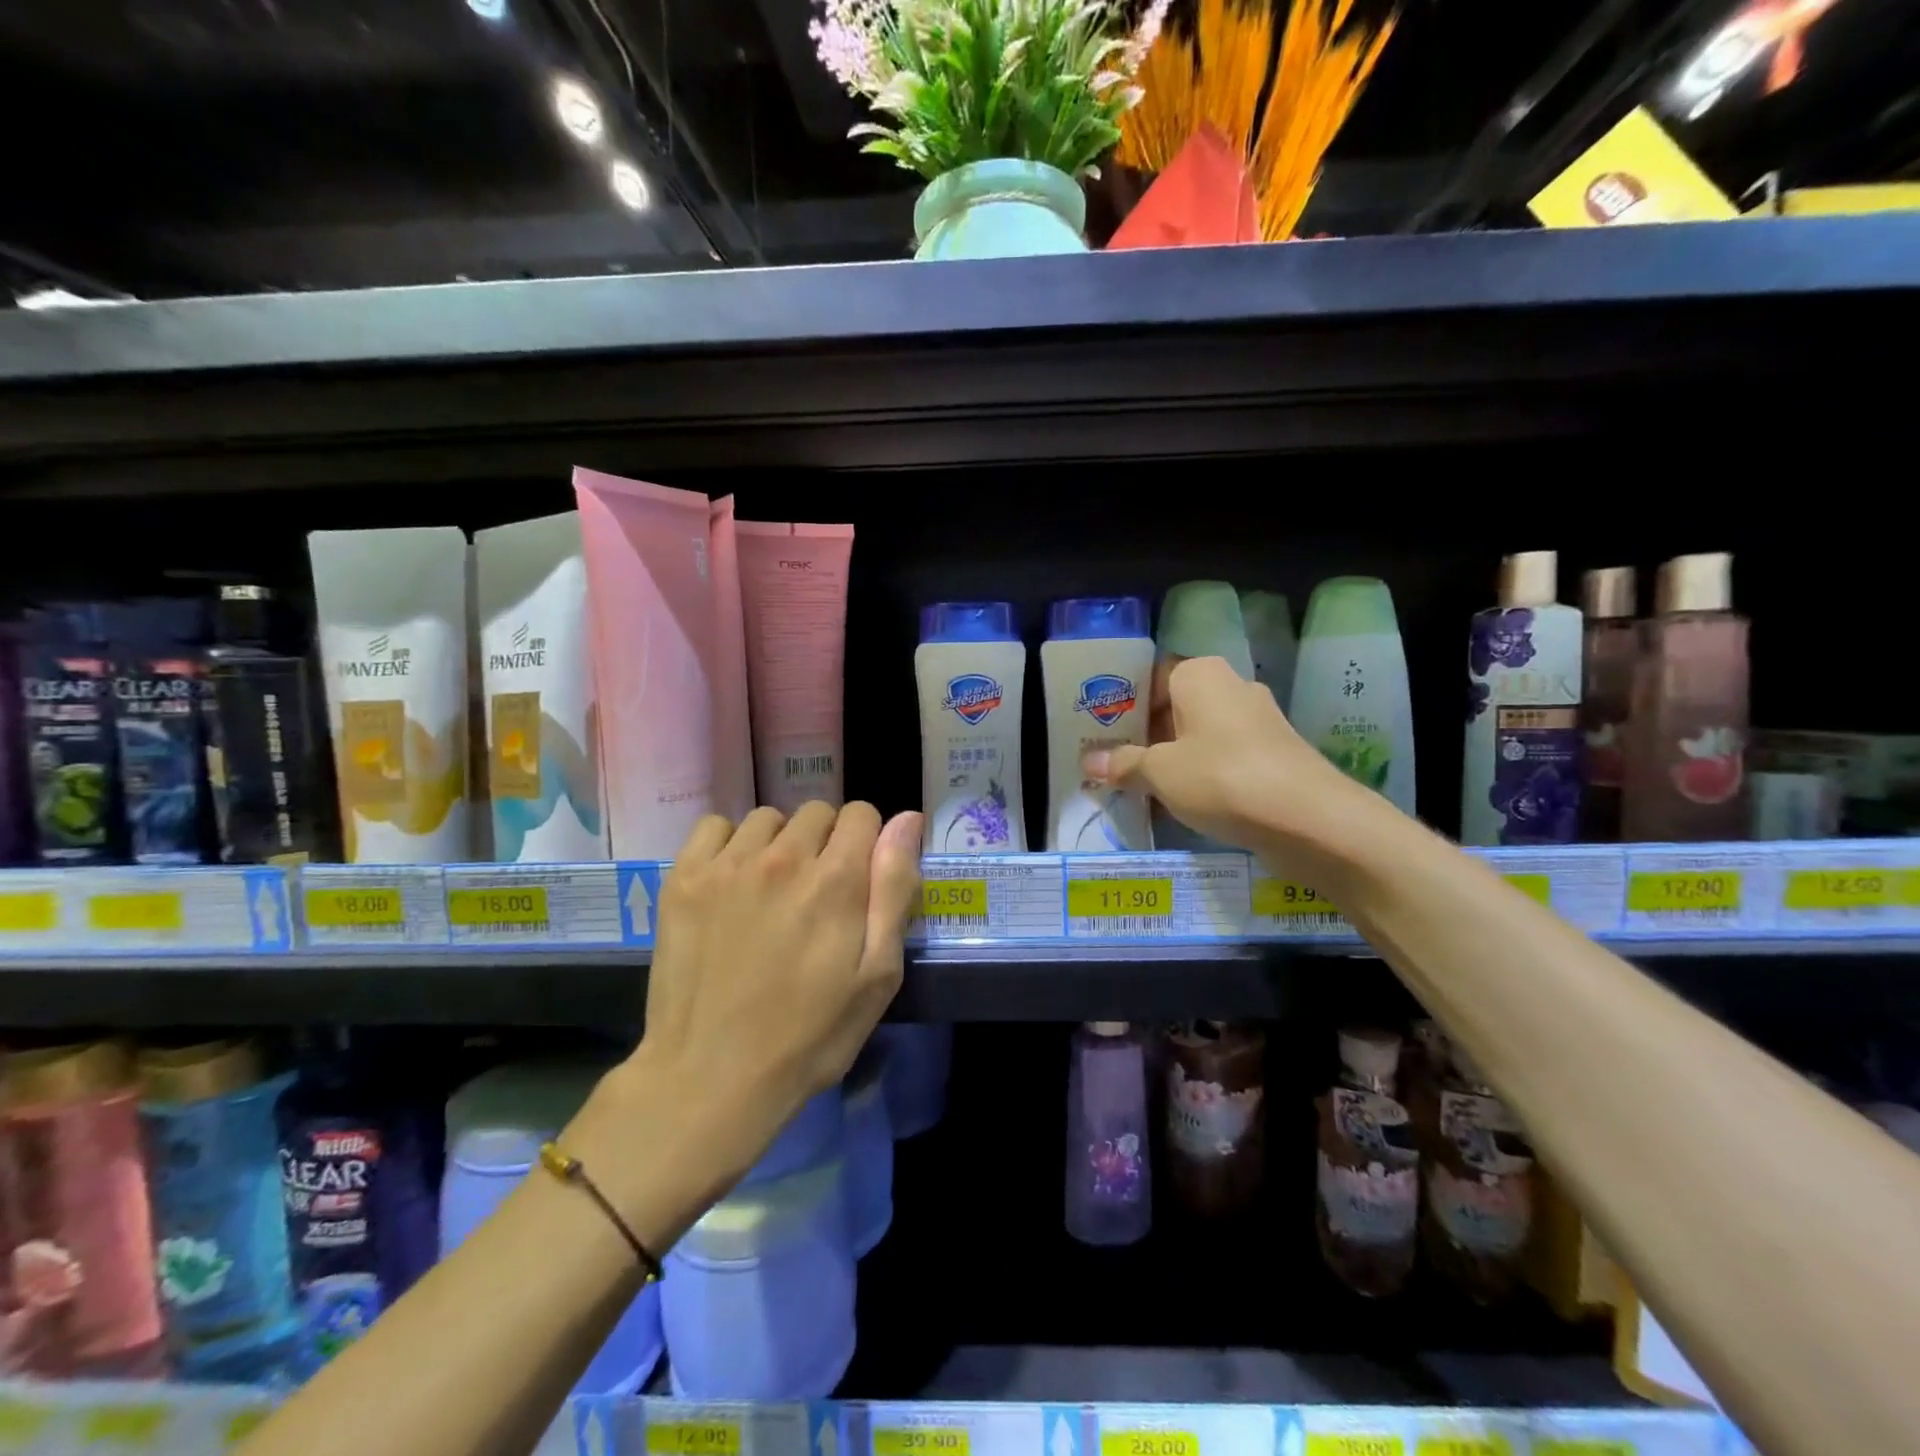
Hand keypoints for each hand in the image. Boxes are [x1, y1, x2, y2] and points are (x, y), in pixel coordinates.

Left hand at [637, 801, 922, 1180]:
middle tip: (816, 893)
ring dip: (779, 843)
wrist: (711, 1079)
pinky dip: (729, 844)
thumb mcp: (877, 975)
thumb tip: (908, 820)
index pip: (862, 814)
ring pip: (768, 819)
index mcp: (836, 879)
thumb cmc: (809, 1035)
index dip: (868, 842)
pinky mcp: (683, 879)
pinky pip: (714, 826)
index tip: (859, 879)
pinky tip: (731, 882)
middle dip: (826, 842)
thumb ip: (894, 889)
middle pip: (817, 812)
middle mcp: (783, 857)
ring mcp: (727, 865)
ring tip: (771, 890)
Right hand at [1083, 655, 1370, 855]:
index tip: (1101, 733)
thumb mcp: (1159, 772)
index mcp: (1200, 674)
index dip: (1124, 704)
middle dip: (1146, 735)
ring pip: (1200, 733)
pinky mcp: (1273, 753)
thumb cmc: (1221, 777)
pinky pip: (1224, 756)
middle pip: (1175, 705)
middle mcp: (1231, 686)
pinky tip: (1183, 801)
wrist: (1309, 818)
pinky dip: (1201, 773)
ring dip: (1173, 757)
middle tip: (1113, 762)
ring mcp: (1257, 720)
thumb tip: (1089, 762)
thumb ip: (1123, 764)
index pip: (1151, 676)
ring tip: (1140, 785)